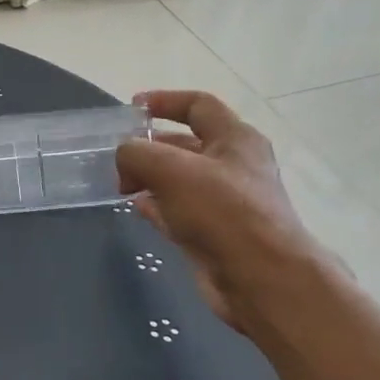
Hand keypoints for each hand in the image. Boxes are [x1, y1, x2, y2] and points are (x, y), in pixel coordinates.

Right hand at [115, 91, 317, 331]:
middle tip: (118, 156)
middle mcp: (234, 166)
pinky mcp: (214, 233)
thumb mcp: (169, 169)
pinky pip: (178, 211)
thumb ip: (136, 153)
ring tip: (120, 183)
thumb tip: (125, 162)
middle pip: (186, 144)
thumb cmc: (222, 211)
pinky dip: (155, 206)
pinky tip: (134, 207)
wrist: (261, 278)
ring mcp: (225, 202)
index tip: (131, 109)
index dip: (164, 101)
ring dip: (149, 178)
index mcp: (235, 139)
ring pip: (179, 179)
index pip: (198, 105)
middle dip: (150, 146)